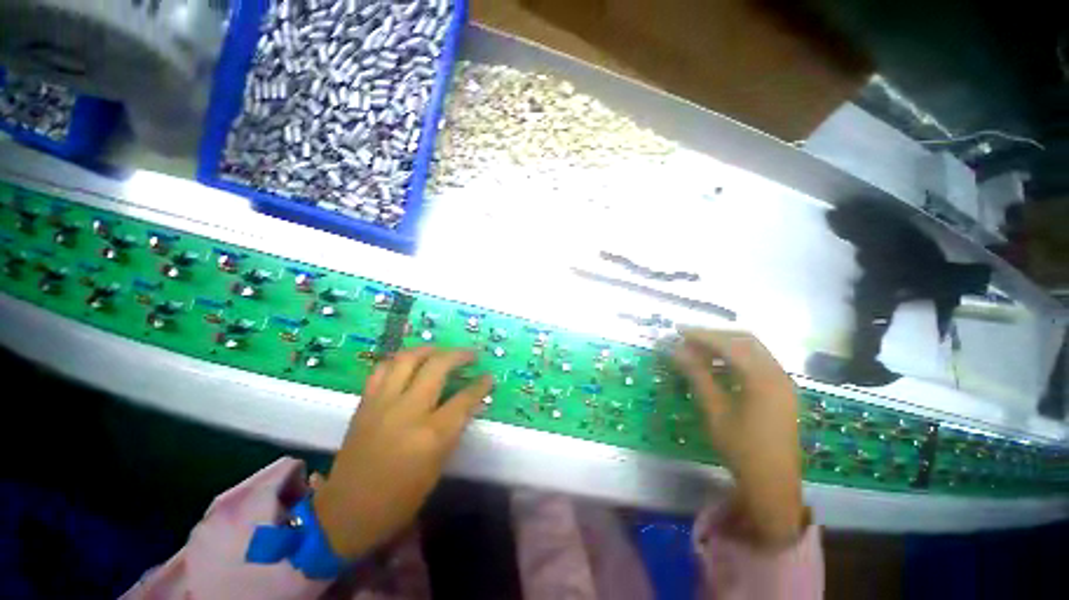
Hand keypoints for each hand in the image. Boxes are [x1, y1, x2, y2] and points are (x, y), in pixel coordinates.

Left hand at [313, 347, 493, 559]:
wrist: (346, 513)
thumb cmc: (400, 499)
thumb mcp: (437, 467)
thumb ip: (454, 430)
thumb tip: (471, 404)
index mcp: (431, 435)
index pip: (464, 399)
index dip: (481, 385)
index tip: (489, 376)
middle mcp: (408, 411)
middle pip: (437, 366)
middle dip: (459, 355)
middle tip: (470, 354)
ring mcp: (382, 403)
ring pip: (408, 359)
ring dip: (428, 349)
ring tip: (440, 351)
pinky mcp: (365, 404)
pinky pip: (382, 369)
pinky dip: (399, 360)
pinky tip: (409, 363)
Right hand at [672, 328, 805, 546]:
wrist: (773, 483)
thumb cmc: (741, 447)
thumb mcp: (714, 410)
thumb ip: (697, 376)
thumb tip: (677, 351)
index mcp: (763, 378)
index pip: (729, 345)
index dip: (701, 335)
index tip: (678, 331)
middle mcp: (777, 374)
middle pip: (744, 341)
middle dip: (715, 336)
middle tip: (688, 339)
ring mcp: (782, 382)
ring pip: (752, 350)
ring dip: (725, 346)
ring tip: (698, 351)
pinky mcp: (781, 391)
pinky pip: (757, 363)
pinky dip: (736, 359)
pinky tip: (717, 367)